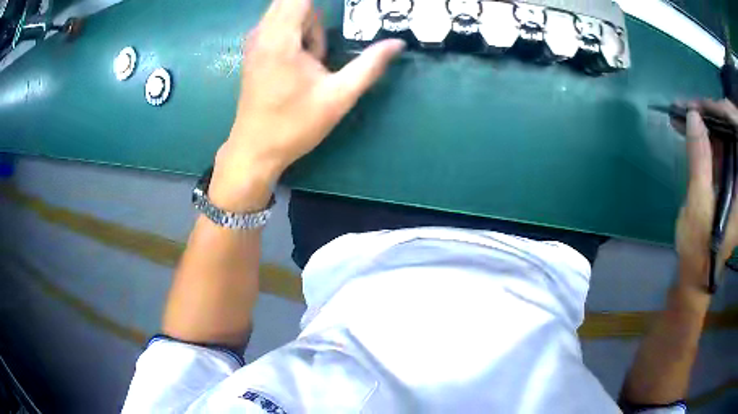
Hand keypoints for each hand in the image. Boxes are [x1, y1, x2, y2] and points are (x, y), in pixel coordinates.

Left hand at [209, 0, 404, 209]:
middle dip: (319, 17)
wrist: (255, 150)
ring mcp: (256, 40)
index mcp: (280, 38)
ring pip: (289, 12)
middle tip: (326, 52)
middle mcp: (262, 32)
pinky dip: (298, 33)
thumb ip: (370, 65)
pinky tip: (304, 61)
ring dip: (310, 27)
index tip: (342, 17)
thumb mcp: (339, 96)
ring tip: (316, 61)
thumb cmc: (294, 125)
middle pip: (296, 2)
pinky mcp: (255, 50)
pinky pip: (280, 25)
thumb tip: (398, 43)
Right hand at [674, 99, 737, 290]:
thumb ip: (700, 160)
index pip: (736, 141)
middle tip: (694, 107)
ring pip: (729, 140)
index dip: (721, 117)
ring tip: (694, 114)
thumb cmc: (698, 246)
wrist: (696, 273)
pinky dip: (713, 137)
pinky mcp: (730, 183)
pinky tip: (700, 130)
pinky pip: (725, 150)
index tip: (700, 105)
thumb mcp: (699, 205)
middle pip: (734, 136)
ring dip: (713, 125)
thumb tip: (693, 116)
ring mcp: (736, 183)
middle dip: (716, 116)